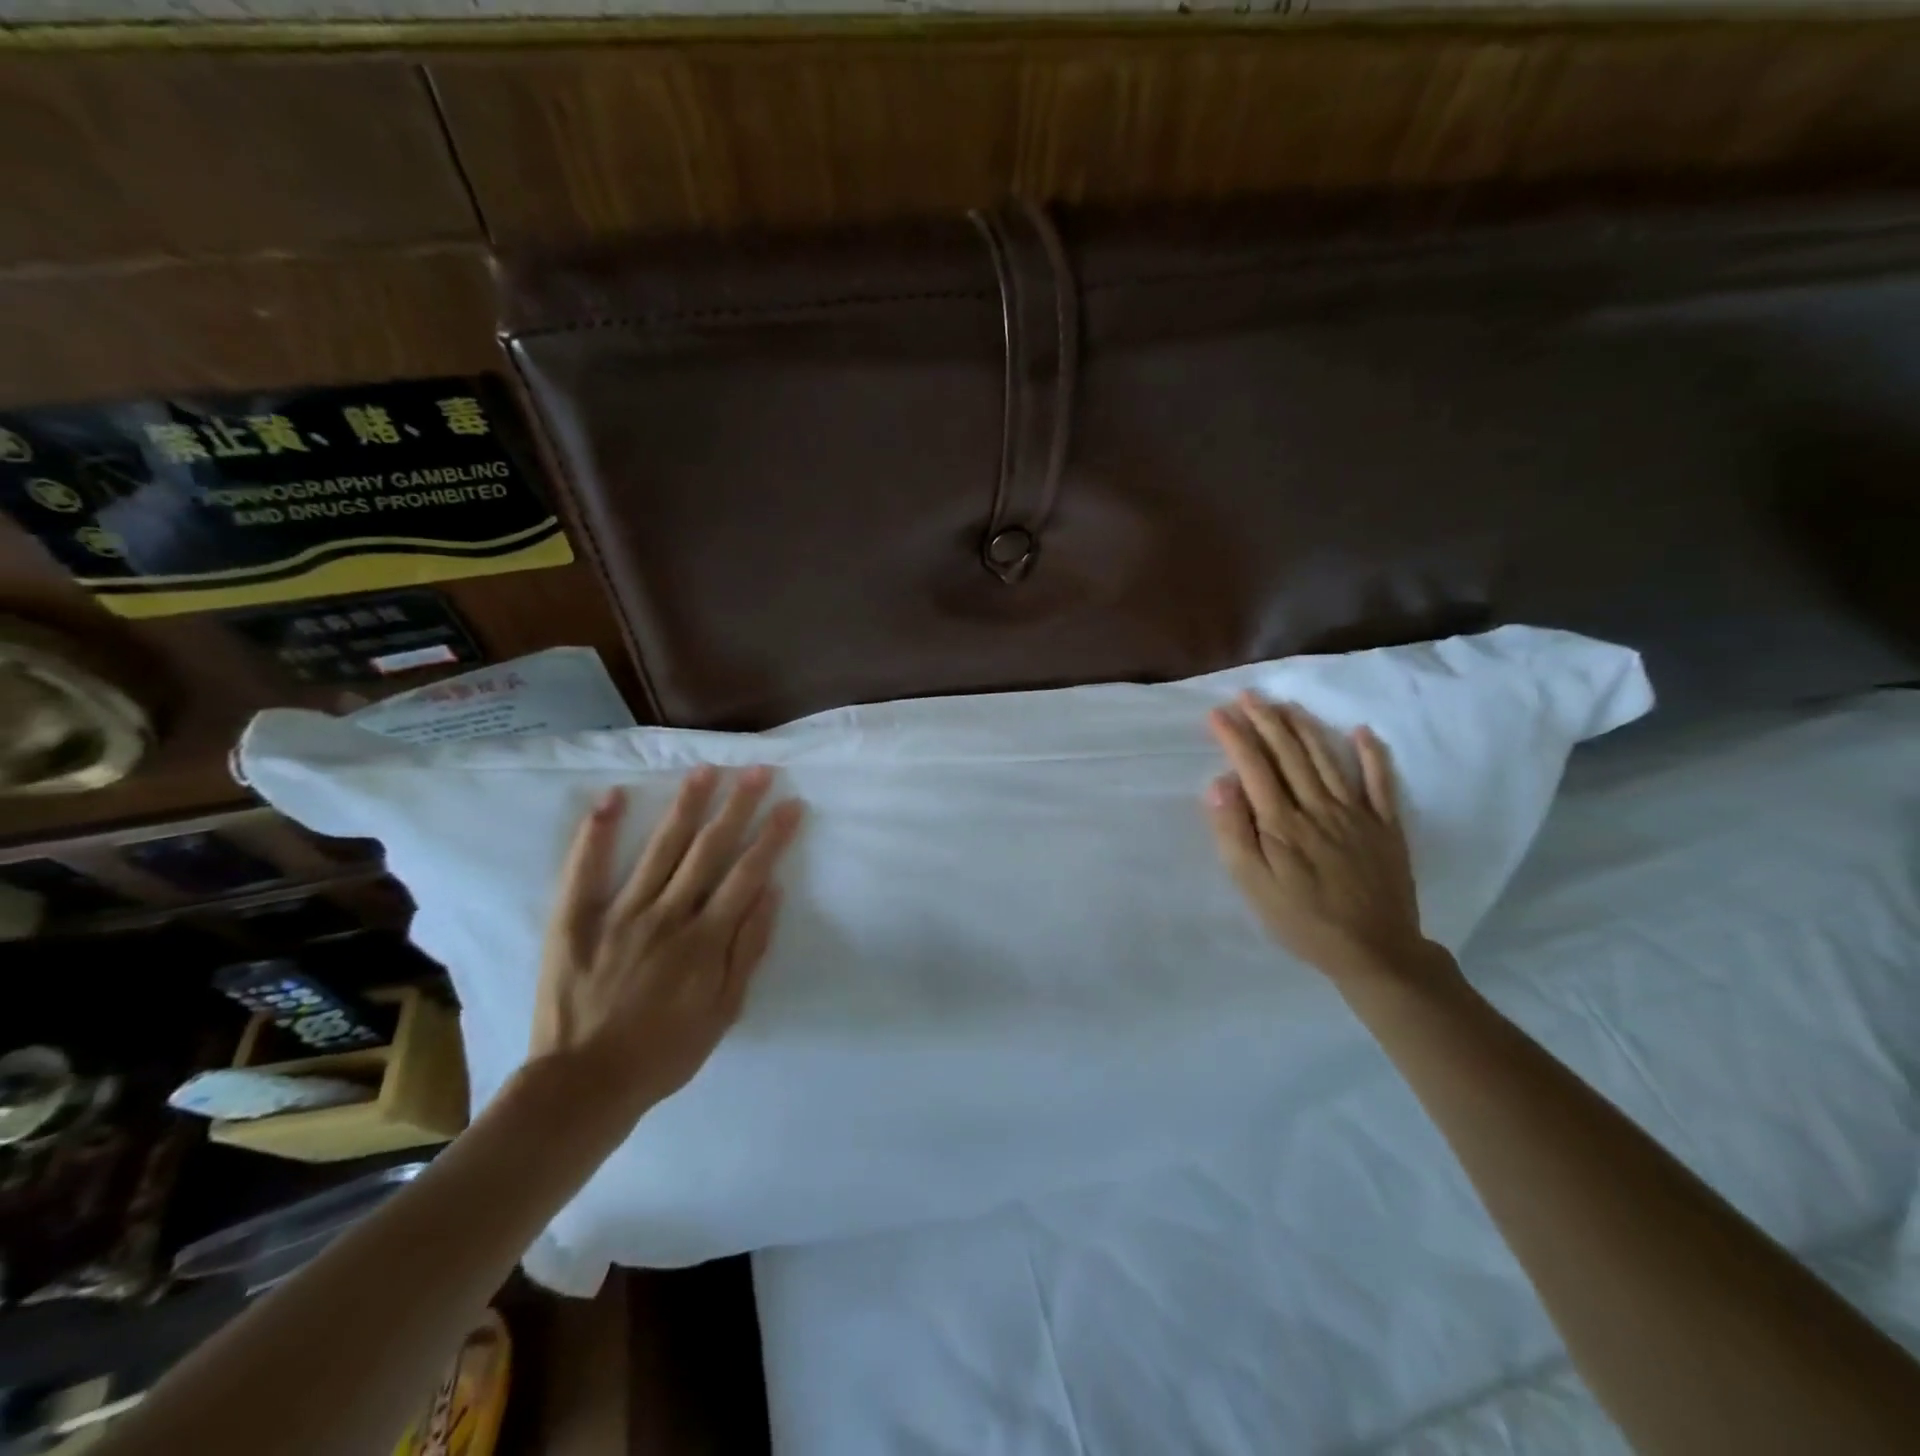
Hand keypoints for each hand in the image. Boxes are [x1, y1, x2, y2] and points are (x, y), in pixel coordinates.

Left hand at [529, 765, 803, 1122]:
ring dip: (685, 806)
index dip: (772, 835)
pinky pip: (585, 869)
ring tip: (705, 770)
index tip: (791, 803)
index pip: (748, 873)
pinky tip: (611, 796)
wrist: (583, 1085)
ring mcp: (618, 913)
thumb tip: (772, 891)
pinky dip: (598, 832)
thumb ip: (748, 949)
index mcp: (705, 939)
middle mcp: (666, 915)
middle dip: (737, 806)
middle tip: (757, 770)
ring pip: (659, 848)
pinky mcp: (574, 920)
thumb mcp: (724, 1010)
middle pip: (708, 849)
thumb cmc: (665, 1051)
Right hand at [1204, 695, 1445, 988]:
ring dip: (1304, 727)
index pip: (1254, 767)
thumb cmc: (1302, 920)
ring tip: (1285, 705)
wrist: (1373, 951)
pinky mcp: (1386, 825)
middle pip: (1289, 754)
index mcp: (1282, 822)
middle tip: (1247, 696)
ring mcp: (1356, 813)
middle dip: (1265, 721)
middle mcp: (1318, 807)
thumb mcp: (1254, 885)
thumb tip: (1220, 784)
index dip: (1235, 737)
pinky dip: (1372, 754)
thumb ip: (1235, 832)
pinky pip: (1380, 782)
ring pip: (1327, 758)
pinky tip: (1361, 732)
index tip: (1217, 714)